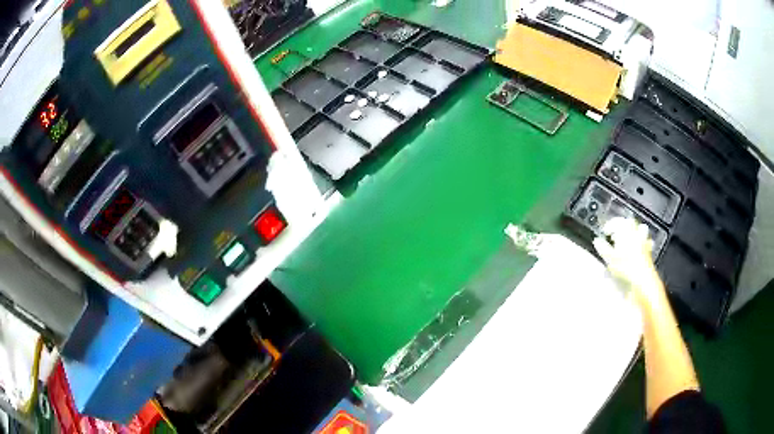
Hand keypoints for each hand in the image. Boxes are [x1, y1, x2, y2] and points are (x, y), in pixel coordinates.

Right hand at [592, 217, 661, 300]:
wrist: (642, 280)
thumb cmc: (626, 267)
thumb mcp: (609, 258)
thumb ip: (602, 248)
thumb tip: (597, 241)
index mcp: (626, 231)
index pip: (617, 221)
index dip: (609, 225)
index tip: (604, 231)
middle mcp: (636, 233)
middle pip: (629, 223)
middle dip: (622, 226)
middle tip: (615, 234)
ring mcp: (644, 241)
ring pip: (640, 229)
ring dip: (634, 232)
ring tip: (628, 239)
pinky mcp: (649, 251)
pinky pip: (646, 242)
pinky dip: (642, 243)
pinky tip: (639, 249)